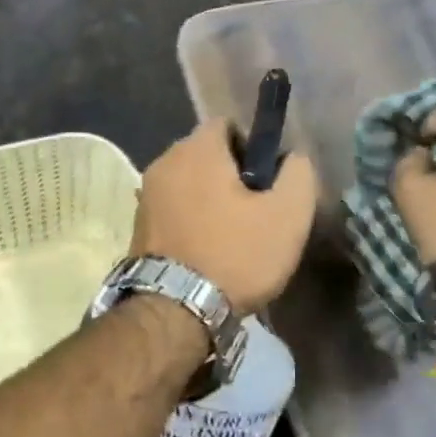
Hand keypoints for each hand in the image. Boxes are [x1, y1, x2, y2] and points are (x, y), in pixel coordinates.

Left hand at [131, 118, 319, 311]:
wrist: (175, 311)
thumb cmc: (235, 255)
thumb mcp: (288, 214)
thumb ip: (298, 173)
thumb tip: (292, 157)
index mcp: (197, 149)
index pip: (228, 125)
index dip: (254, 147)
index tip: (268, 182)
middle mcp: (163, 162)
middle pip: (206, 156)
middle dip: (231, 176)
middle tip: (255, 213)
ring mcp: (145, 196)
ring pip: (188, 185)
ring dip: (209, 201)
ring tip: (232, 238)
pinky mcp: (137, 228)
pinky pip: (173, 211)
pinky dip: (190, 222)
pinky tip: (207, 252)